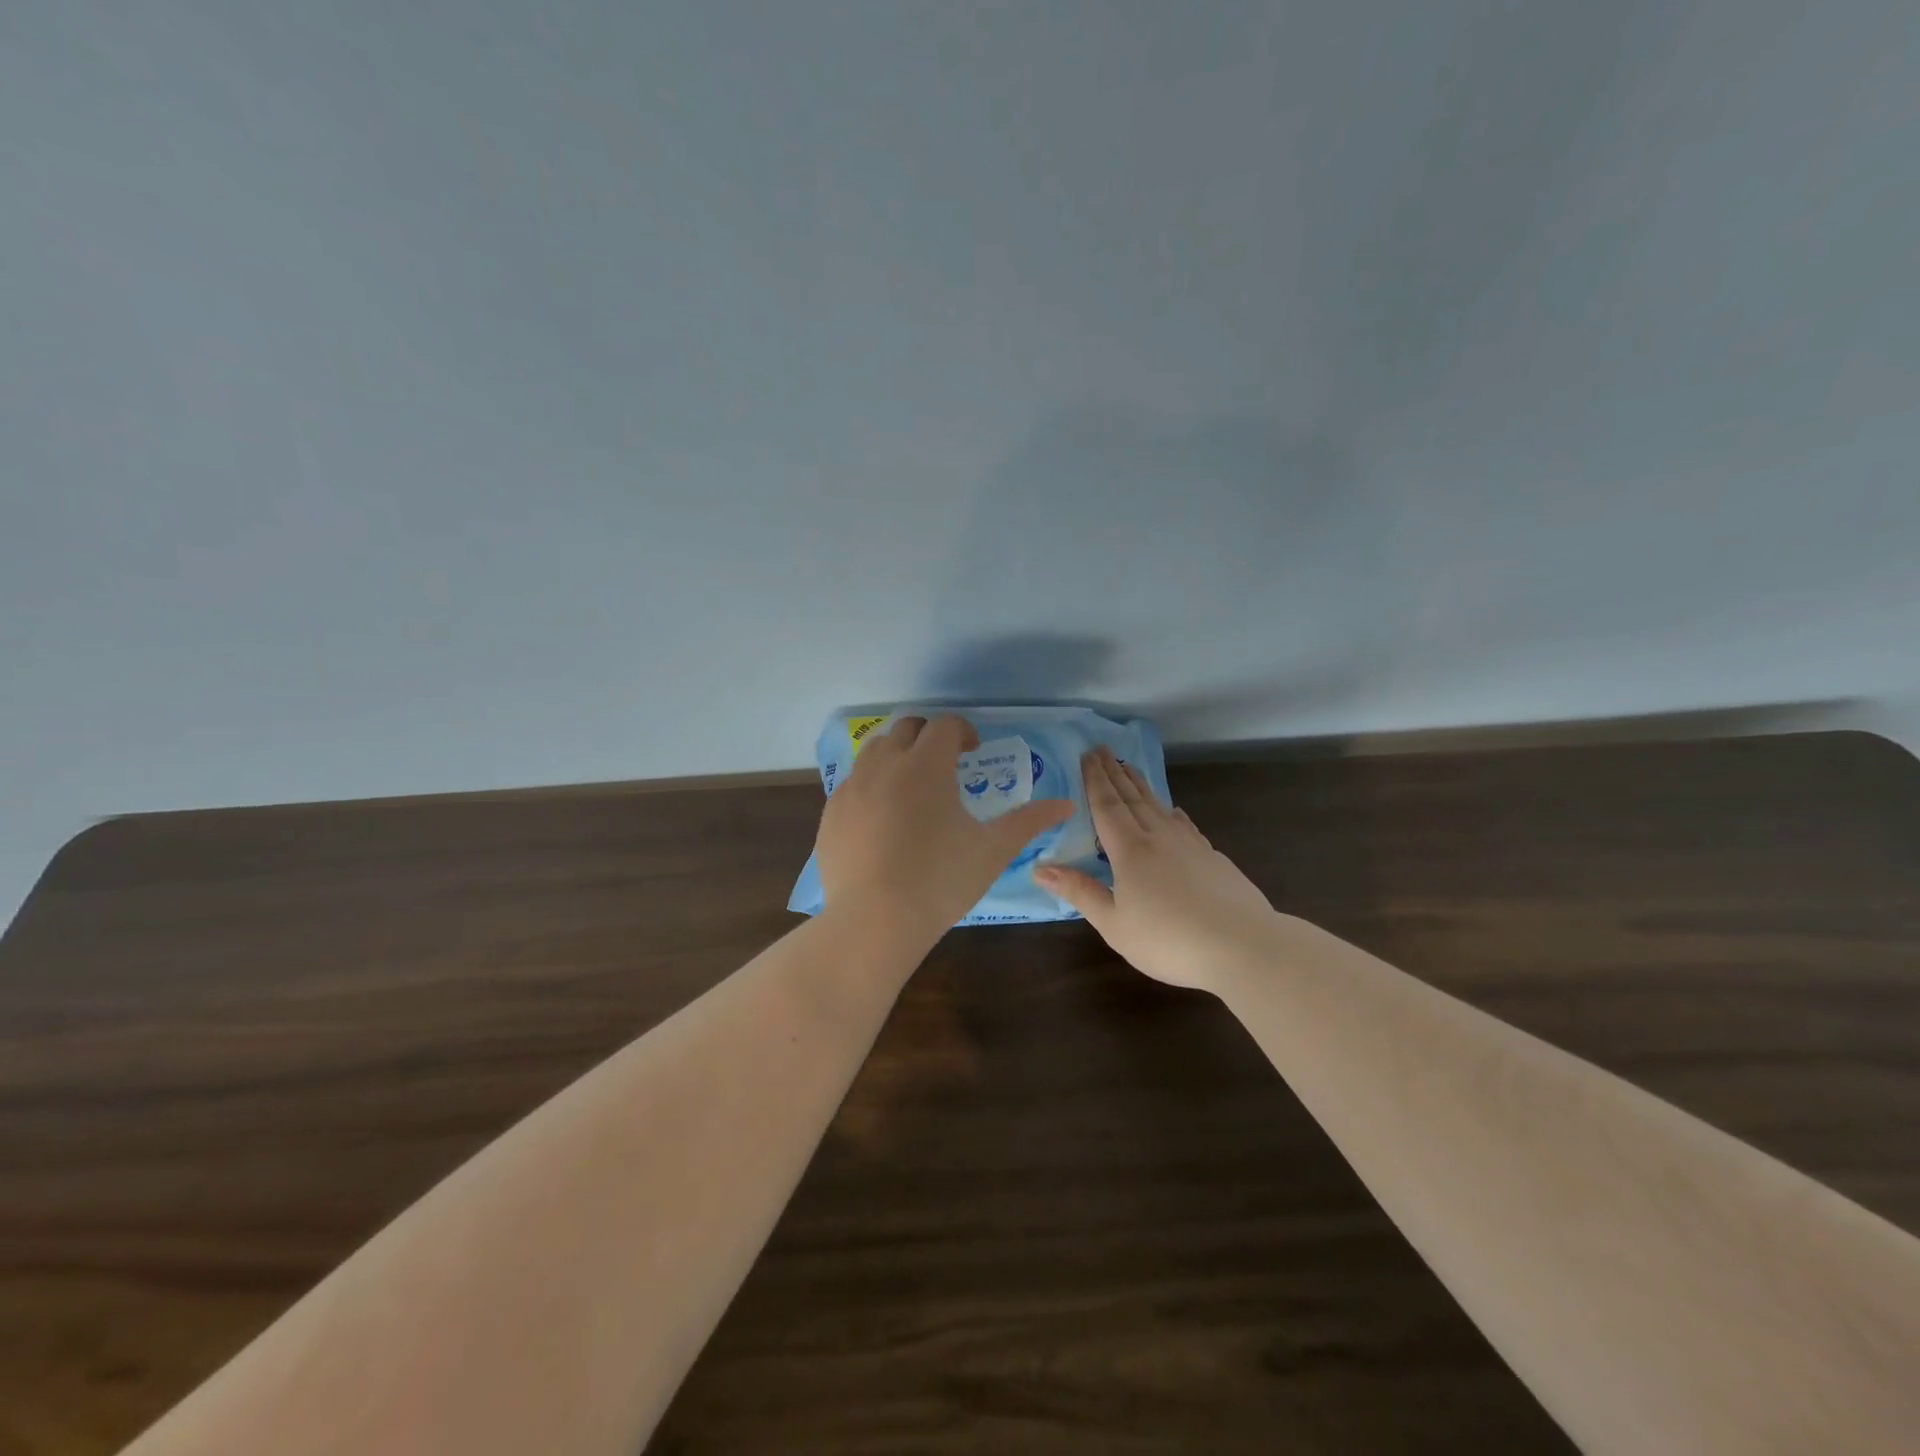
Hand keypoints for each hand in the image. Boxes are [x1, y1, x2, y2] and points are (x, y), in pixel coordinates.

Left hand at [815, 715, 1073, 940]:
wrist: (874, 920)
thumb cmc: (941, 880)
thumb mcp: (992, 850)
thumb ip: (1029, 821)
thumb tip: (1065, 804)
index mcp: (926, 765)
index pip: (945, 725)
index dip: (963, 731)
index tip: (973, 751)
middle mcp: (885, 765)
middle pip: (906, 728)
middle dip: (928, 737)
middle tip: (946, 763)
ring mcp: (852, 787)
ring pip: (874, 750)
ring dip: (897, 754)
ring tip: (912, 786)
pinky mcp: (831, 812)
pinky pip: (853, 782)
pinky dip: (872, 784)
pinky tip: (883, 818)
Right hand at [1034, 747, 1275, 991]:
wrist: (1242, 946)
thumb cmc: (1168, 939)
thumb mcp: (1114, 924)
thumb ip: (1079, 892)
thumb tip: (1040, 868)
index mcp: (1130, 850)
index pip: (1107, 806)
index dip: (1095, 780)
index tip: (1086, 756)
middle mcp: (1158, 837)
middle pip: (1131, 798)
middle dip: (1114, 773)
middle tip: (1101, 749)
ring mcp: (1190, 845)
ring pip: (1159, 805)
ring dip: (1141, 784)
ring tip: (1129, 767)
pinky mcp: (1212, 857)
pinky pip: (1184, 824)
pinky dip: (1172, 811)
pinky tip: (1173, 810)